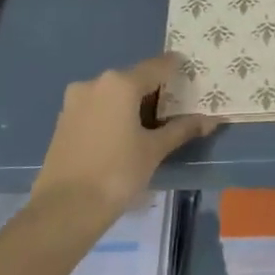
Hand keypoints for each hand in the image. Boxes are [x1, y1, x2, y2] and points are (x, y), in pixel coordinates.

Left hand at [30, 55, 221, 234]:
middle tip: (176, 107)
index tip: (192, 75)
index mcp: (120, 84)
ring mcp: (75, 101)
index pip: (158, 66)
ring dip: (133, 103)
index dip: (178, 69)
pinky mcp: (64, 120)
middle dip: (155, 91)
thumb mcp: (155, 150)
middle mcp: (95, 83)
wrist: (65, 208)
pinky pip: (97, 107)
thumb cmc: (117, 172)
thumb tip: (210, 120)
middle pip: (134, 79)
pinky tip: (125, 135)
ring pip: (113, 94)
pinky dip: (114, 114)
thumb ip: (182, 129)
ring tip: (152, 125)